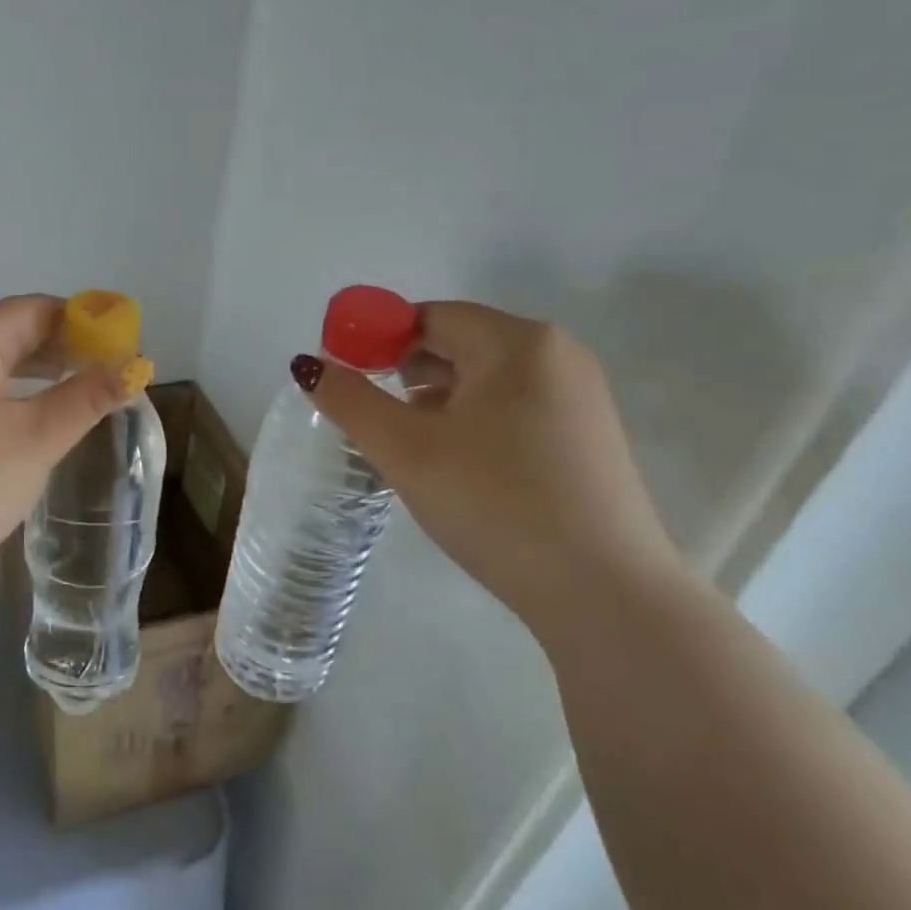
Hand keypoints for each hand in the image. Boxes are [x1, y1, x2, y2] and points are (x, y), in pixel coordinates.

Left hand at [0, 295, 142, 600]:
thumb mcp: (37, 438)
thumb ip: (87, 397)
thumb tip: (134, 367)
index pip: (37, 309)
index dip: (86, 323)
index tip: (124, 350)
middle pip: (11, 330)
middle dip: (63, 347)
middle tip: (108, 374)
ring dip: (36, 372)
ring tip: (78, 392)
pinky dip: (6, 394)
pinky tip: (26, 420)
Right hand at [304, 301, 682, 625]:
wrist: (603, 592)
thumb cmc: (494, 503)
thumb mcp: (406, 450)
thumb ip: (350, 400)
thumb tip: (308, 365)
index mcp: (518, 343)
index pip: (430, 317)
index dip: (378, 341)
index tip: (347, 380)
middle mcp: (557, 356)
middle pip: (460, 345)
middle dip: (407, 374)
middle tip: (373, 419)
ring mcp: (580, 399)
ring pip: (486, 382)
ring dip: (437, 402)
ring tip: (408, 447)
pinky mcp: (587, 440)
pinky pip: (513, 411)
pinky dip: (472, 424)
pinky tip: (455, 467)